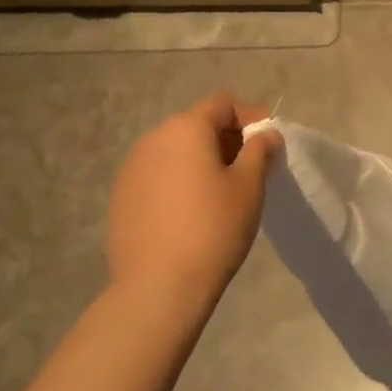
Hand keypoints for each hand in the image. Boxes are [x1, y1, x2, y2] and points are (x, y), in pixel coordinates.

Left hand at [106, 93, 280, 309]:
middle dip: (226, 139)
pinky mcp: (122, 197)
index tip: (269, 142)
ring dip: (201, 160)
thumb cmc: (213, 229)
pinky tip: (191, 213)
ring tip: (221, 192)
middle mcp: (153, 139)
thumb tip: (265, 133)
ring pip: (175, 151)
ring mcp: (132, 168)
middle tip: (250, 169)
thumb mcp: (249, 186)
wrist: (159, 286)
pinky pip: (158, 175)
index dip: (250, 116)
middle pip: (196, 125)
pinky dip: (179, 181)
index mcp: (185, 129)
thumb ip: (260, 150)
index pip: (222, 104)